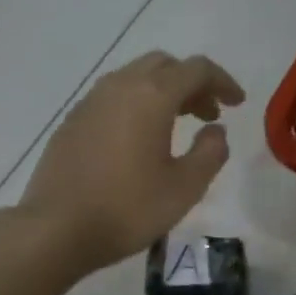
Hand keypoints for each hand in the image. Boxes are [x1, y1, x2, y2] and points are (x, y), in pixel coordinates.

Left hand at [19, 51, 244, 274]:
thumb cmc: (129, 208)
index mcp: (151, 96)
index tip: (238, 104)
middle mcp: (119, 86)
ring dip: (164, 92)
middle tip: (209, 114)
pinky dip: (138, 105)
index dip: (222, 82)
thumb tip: (216, 130)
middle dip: (192, 83)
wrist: (57, 229)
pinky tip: (141, 140)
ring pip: (135, 78)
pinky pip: (114, 97)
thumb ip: (210, 153)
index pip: (196, 69)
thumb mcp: (185, 187)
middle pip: (164, 65)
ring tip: (178, 126)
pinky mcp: (73, 121)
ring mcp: (91, 102)